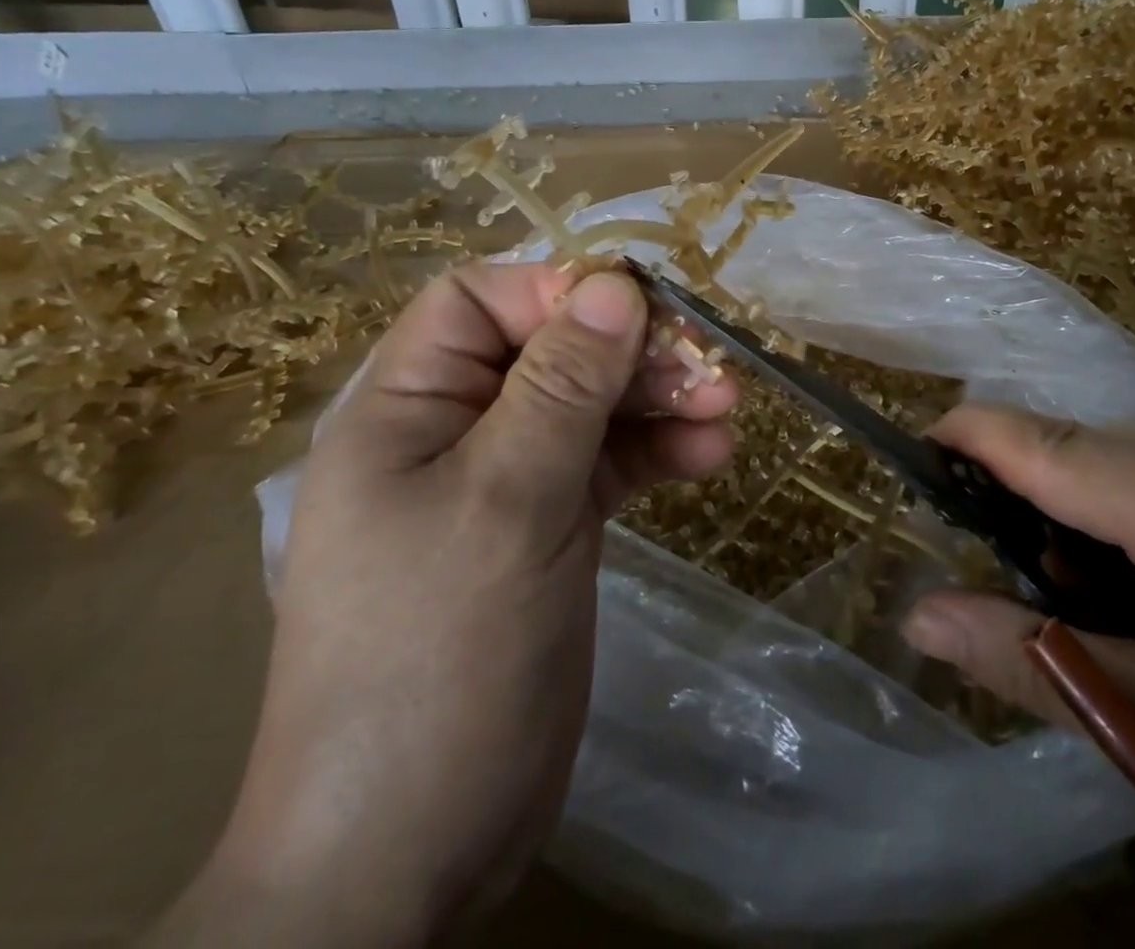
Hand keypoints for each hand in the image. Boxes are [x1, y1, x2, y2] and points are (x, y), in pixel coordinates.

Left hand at [150, 262, 735, 947]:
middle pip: (550, 350)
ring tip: (727, 404)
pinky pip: (610, 462)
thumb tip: (615, 286)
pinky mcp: (551, 524)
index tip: (636, 308)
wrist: (413, 847)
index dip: (555, 291)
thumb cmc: (436, 654)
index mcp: (407, 407)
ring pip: (590, 405)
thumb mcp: (504, 502)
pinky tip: (711, 453)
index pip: (479, 302)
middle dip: (628, 350)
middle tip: (707, 363)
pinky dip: (658, 451)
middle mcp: (455, 430)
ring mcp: (507, 479)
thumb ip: (561, 388)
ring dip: (657, 398)